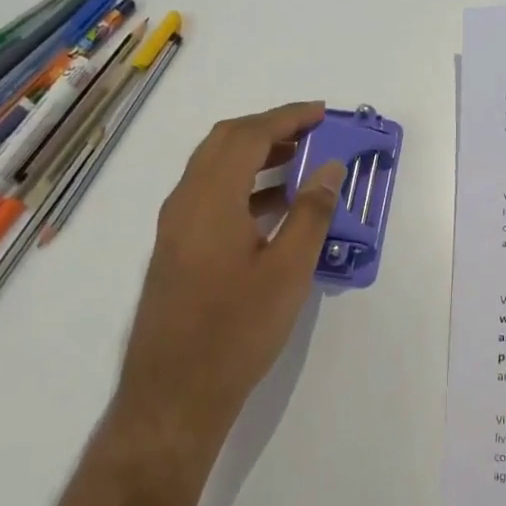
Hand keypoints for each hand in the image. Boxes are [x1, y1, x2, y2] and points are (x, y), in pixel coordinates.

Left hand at [112, 103, 345, 476]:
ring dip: (254, 157)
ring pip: (214, 170)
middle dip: (268, 130)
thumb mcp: (287, 271)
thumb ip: (311, 214)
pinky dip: (242, 187)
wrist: (175, 393)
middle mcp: (185, 201)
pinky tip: (273, 208)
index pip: (248, 135)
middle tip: (311, 133)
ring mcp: (175, 227)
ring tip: (300, 164)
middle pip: (224, 144)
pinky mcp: (176, 250)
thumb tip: (330, 169)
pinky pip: (209, 198)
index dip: (286, 117)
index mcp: (210, 198)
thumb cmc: (236, 330)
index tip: (322, 113)